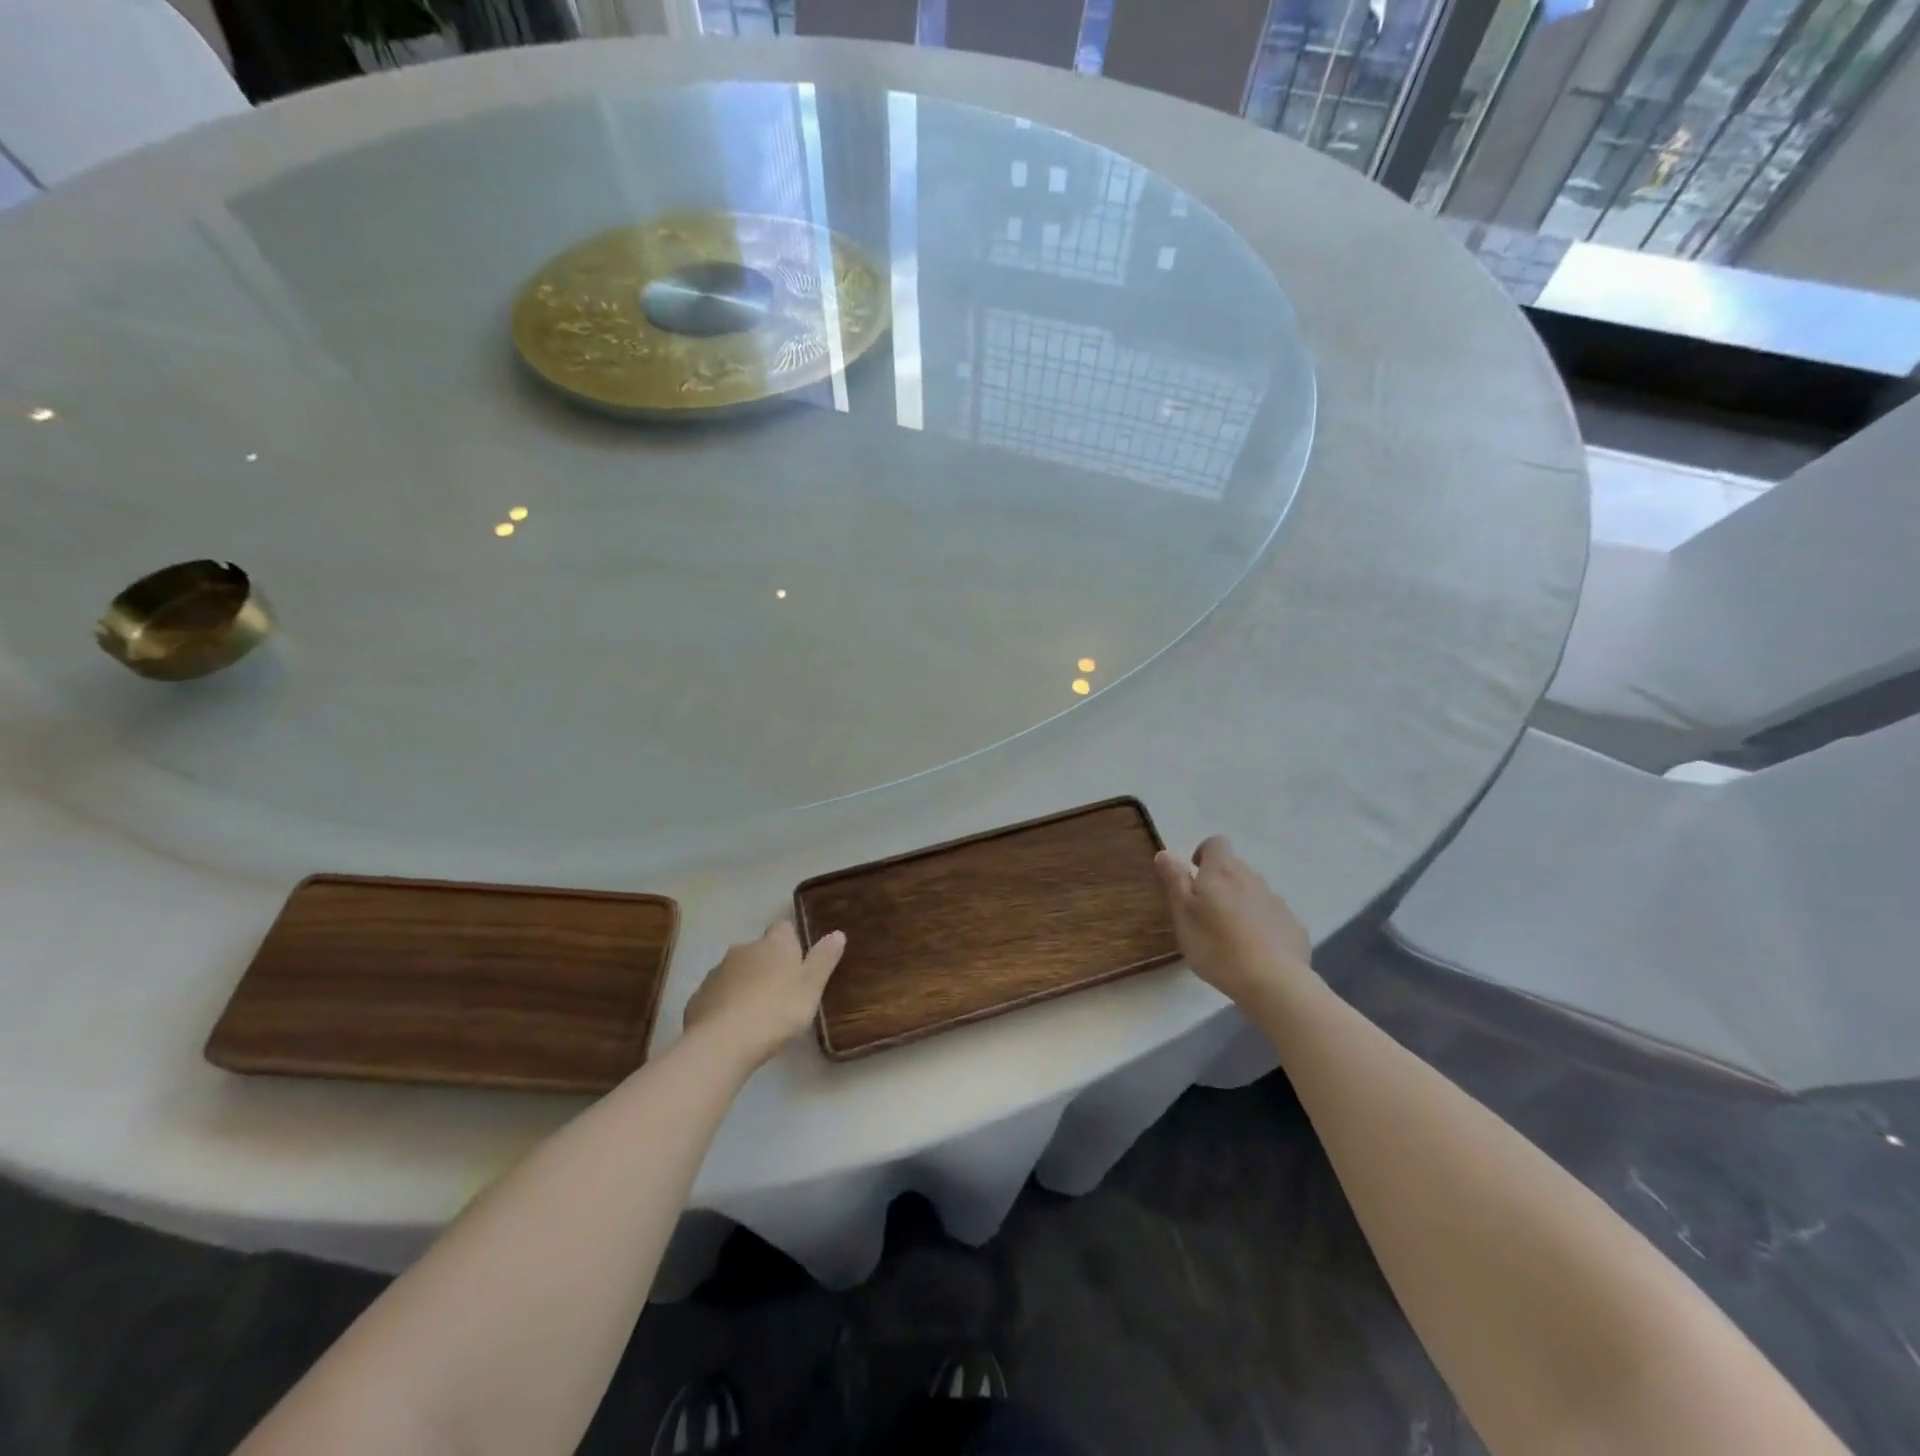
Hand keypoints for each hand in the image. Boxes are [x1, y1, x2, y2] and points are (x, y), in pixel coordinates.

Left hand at [682, 920, 846, 1069]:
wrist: (723, 1041)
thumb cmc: (777, 1010)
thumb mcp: (811, 987)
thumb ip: (824, 959)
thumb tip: (837, 933)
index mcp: (774, 944)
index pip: (783, 928)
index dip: (790, 943)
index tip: (797, 965)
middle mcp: (743, 949)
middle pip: (758, 950)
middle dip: (766, 966)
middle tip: (780, 994)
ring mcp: (717, 972)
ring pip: (735, 972)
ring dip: (744, 985)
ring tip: (756, 1015)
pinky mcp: (698, 997)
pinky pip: (717, 995)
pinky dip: (725, 1005)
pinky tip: (732, 1028)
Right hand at [1154, 836, 1313, 1003]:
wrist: (1272, 982)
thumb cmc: (1216, 945)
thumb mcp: (1183, 914)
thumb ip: (1174, 880)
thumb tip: (1166, 852)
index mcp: (1222, 872)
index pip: (1216, 843)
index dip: (1203, 853)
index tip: (1193, 875)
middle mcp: (1252, 878)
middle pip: (1235, 868)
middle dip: (1220, 882)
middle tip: (1205, 912)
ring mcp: (1277, 902)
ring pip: (1254, 892)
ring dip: (1241, 903)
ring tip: (1229, 936)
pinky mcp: (1294, 927)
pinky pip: (1272, 917)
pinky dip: (1262, 926)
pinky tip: (1255, 952)